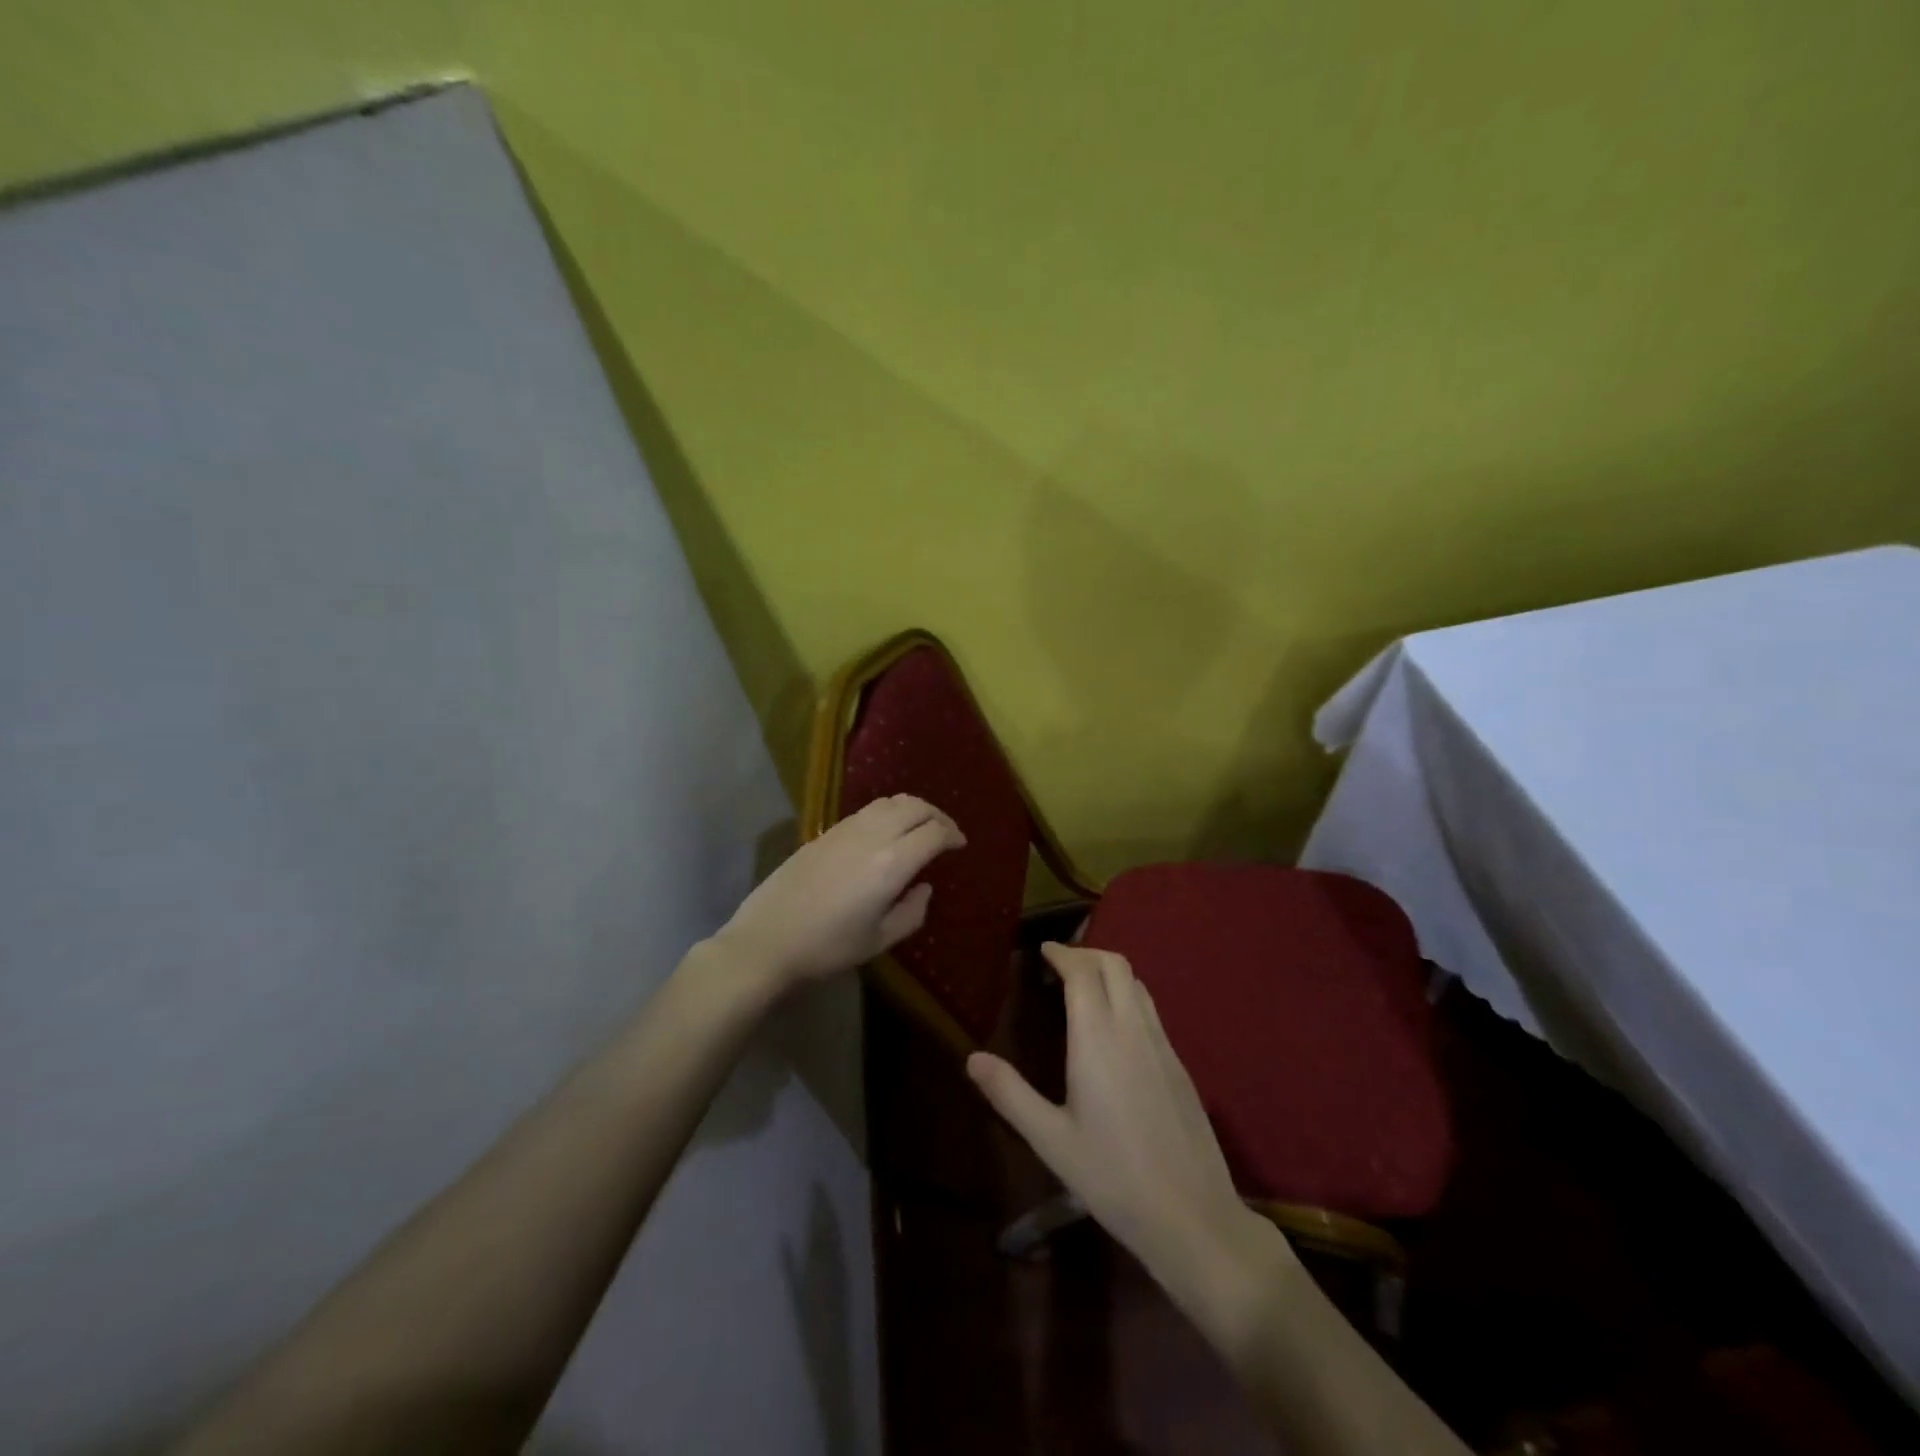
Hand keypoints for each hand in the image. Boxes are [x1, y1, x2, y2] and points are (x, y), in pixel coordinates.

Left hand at [710, 794, 964, 994]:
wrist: (767, 939)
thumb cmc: (828, 948)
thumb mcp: (880, 940)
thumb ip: (912, 912)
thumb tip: (924, 887)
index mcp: (892, 863)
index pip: (933, 833)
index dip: (952, 835)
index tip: (960, 845)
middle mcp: (873, 836)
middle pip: (915, 807)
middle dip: (937, 815)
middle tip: (946, 833)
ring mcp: (846, 829)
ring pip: (890, 802)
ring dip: (913, 809)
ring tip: (920, 827)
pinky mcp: (826, 832)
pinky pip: (868, 810)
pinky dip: (889, 812)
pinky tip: (887, 833)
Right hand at [967, 944, 1273, 1279]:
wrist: (1192, 1216)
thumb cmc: (1112, 1177)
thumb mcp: (1050, 1140)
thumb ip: (1009, 1094)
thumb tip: (972, 1058)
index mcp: (1098, 1038)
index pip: (1082, 971)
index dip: (1062, 954)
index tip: (1042, 950)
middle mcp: (1133, 1029)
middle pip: (1115, 964)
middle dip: (1086, 953)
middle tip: (1059, 965)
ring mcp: (1162, 1044)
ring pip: (1137, 983)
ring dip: (1109, 971)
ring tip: (1083, 988)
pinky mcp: (1179, 1065)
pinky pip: (1151, 1009)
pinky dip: (1127, 996)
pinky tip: (1113, 1029)